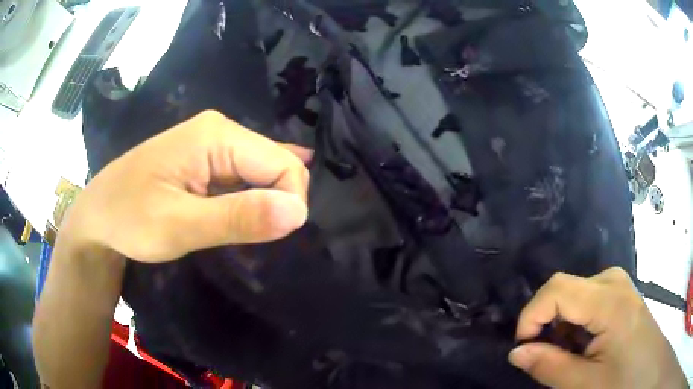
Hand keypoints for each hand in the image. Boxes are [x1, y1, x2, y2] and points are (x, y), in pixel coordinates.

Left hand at [61, 110, 311, 261]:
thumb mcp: (178, 225)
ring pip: (262, 171)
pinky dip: (256, 195)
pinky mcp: (205, 160)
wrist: (97, 216)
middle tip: (259, 238)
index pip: (283, 164)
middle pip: (275, 163)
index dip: (289, 202)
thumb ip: (238, 217)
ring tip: (256, 230)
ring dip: (266, 202)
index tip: (272, 238)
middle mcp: (220, 130)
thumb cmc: (128, 218)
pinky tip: (266, 206)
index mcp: (216, 135)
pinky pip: (244, 175)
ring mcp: (212, 144)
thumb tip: (298, 213)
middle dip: (278, 201)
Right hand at [508, 268, 686, 387]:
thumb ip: (549, 366)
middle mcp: (614, 282)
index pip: (557, 289)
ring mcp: (620, 285)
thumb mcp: (585, 384)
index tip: (523, 347)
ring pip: (575, 293)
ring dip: (562, 324)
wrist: (651, 372)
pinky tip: (584, 344)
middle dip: (546, 322)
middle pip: (565, 287)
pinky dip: (576, 322)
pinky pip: (589, 297)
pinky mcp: (622, 294)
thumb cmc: (624, 382)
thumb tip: (516, 352)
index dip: (531, 315)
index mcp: (609, 302)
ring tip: (568, 355)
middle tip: (547, 356)